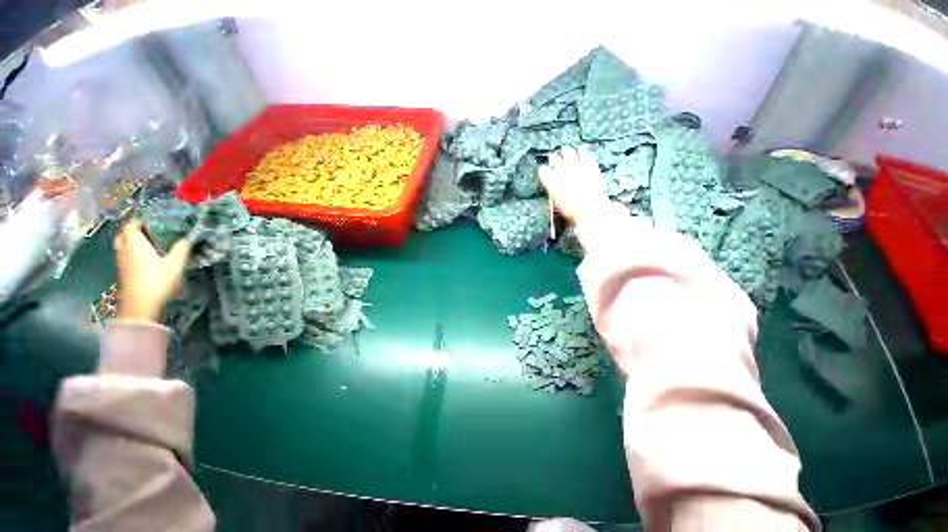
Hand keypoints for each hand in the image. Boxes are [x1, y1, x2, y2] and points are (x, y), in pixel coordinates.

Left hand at [114, 220, 190, 321]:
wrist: (139, 313)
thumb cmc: (154, 284)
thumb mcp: (173, 266)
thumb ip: (181, 250)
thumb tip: (188, 240)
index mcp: (134, 240)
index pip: (132, 223)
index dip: (139, 221)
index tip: (149, 224)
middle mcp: (125, 249)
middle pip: (123, 235)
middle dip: (131, 233)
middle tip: (143, 236)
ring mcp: (121, 265)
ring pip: (122, 250)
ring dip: (130, 248)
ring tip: (143, 253)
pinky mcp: (122, 279)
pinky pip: (124, 263)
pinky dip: (130, 262)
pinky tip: (141, 269)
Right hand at [538, 146, 610, 225]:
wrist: (593, 211)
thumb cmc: (574, 212)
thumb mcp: (559, 205)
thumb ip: (555, 192)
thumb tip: (553, 188)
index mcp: (552, 181)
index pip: (543, 170)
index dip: (544, 171)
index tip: (544, 171)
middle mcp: (562, 171)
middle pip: (554, 158)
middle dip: (553, 158)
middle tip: (553, 158)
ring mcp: (577, 167)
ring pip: (568, 152)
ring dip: (566, 152)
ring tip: (565, 149)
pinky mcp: (590, 167)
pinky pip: (585, 155)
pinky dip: (583, 152)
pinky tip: (582, 150)